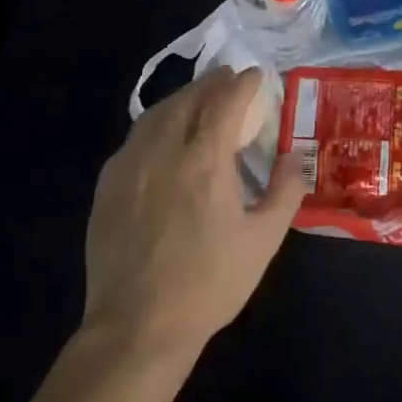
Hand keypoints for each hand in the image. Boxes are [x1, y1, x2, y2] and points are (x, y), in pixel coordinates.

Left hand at [82, 67, 303, 355]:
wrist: (137, 327)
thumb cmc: (209, 284)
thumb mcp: (263, 241)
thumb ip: (285, 192)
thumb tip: (294, 157)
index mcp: (205, 161)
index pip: (226, 102)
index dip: (244, 84)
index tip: (257, 75)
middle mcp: (164, 151)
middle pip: (188, 99)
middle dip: (211, 83)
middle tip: (228, 77)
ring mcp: (129, 166)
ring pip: (156, 114)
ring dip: (181, 98)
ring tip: (197, 98)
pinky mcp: (107, 185)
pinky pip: (134, 138)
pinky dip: (155, 124)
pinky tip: (162, 137)